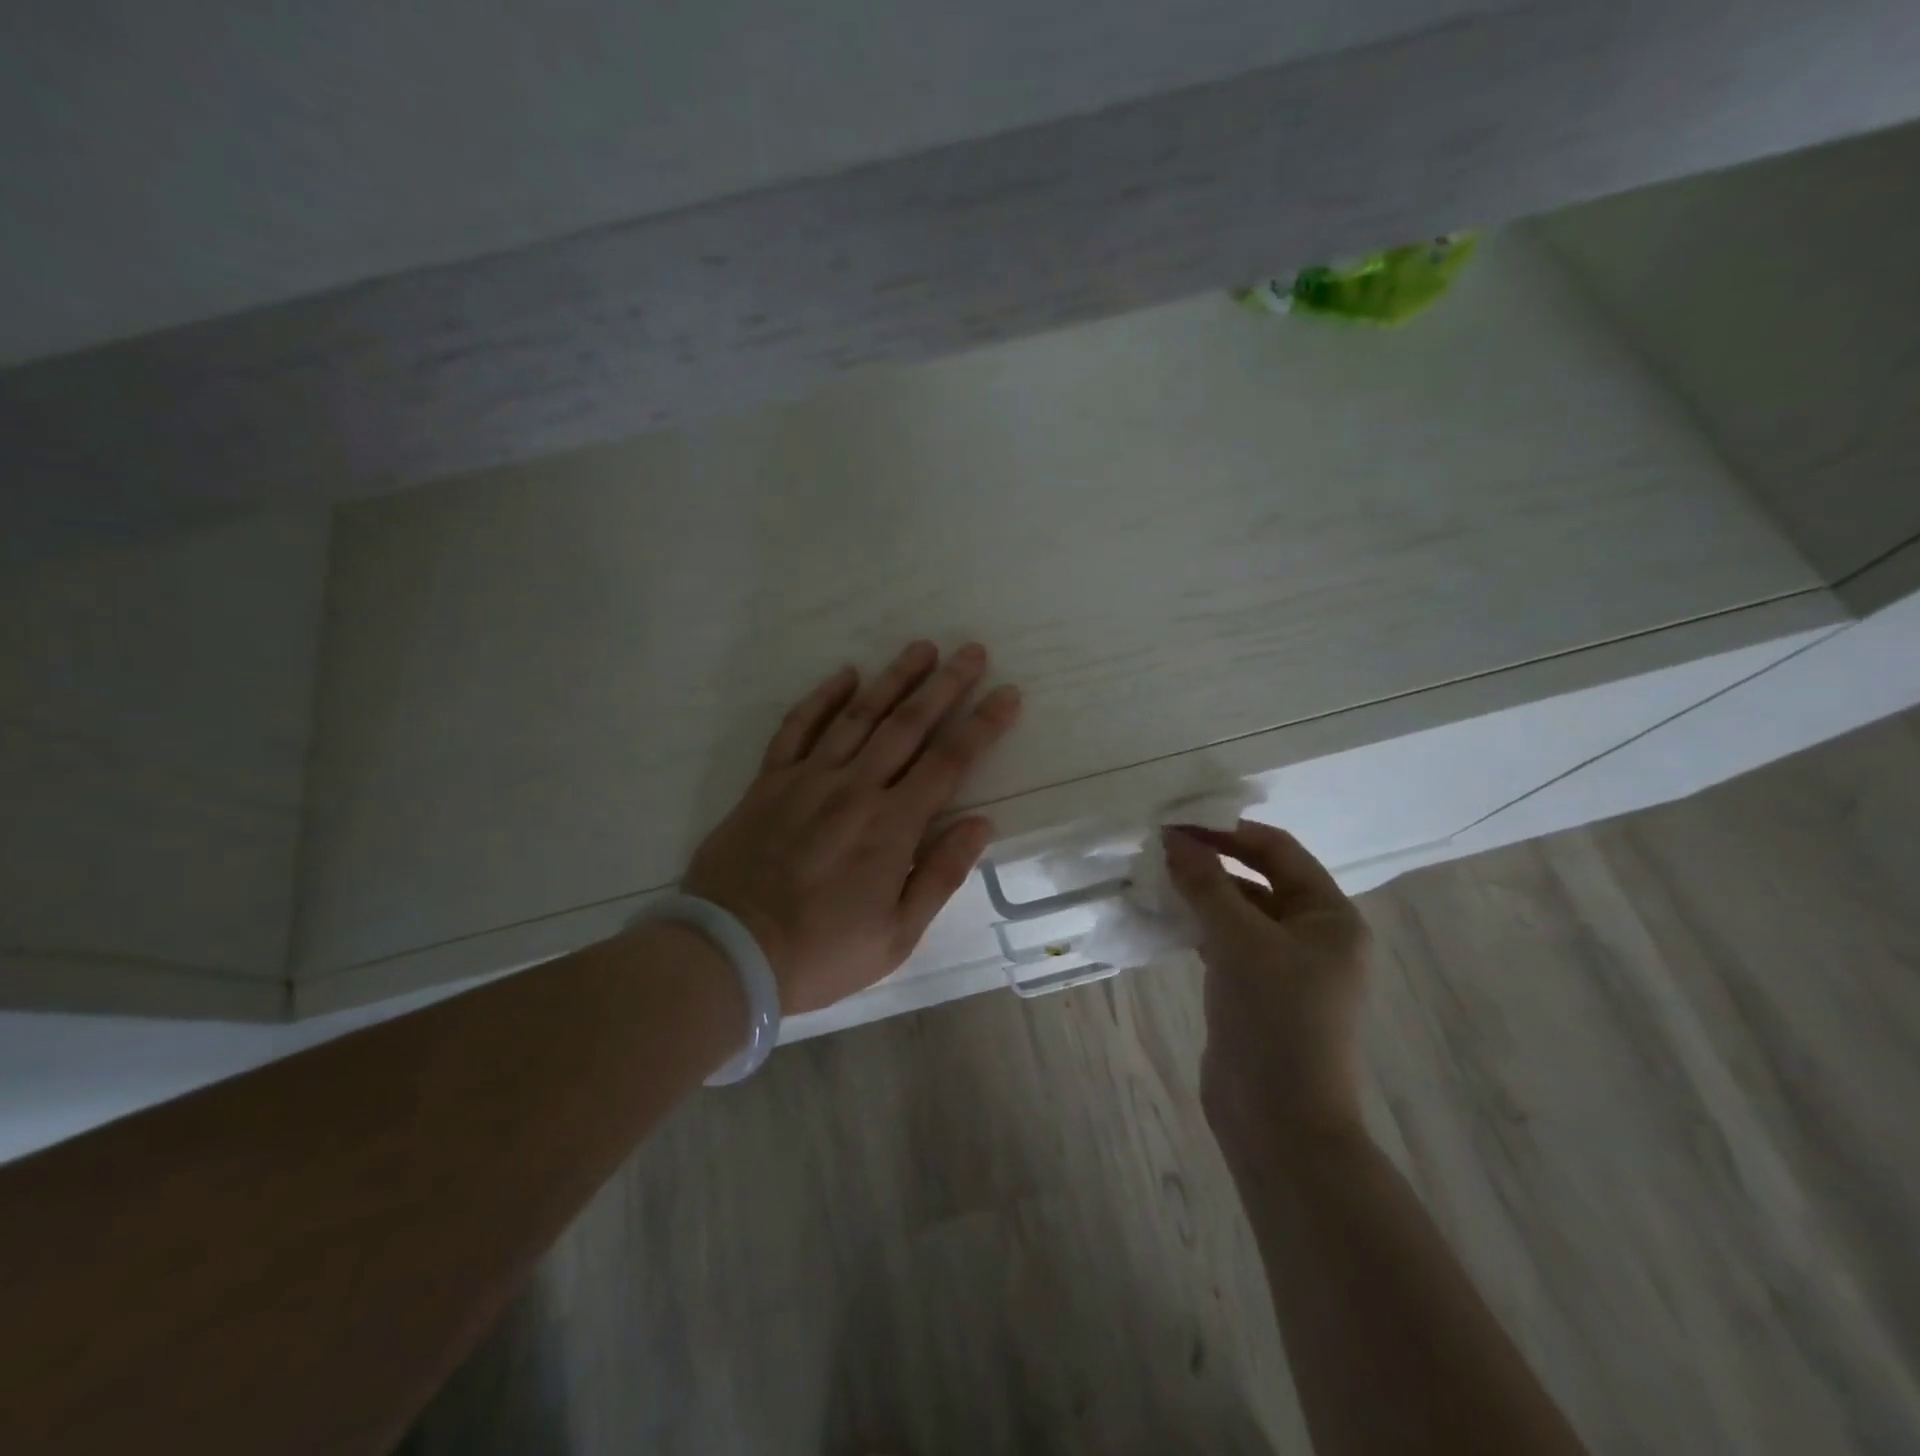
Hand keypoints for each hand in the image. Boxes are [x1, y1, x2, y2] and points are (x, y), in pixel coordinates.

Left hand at [682, 641, 1021, 1014]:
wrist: (728, 953)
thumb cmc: (821, 953)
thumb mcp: (897, 935)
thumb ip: (941, 874)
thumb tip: (980, 823)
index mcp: (891, 826)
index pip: (950, 761)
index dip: (983, 725)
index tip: (1008, 693)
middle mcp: (854, 788)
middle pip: (908, 724)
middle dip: (945, 685)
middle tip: (972, 651)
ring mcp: (807, 779)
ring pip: (858, 716)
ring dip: (893, 678)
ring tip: (921, 648)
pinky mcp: (768, 782)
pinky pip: (797, 728)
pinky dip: (821, 699)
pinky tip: (844, 676)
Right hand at [1163, 822, 1370, 1152]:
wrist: (1279, 1121)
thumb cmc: (1274, 1018)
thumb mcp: (1238, 941)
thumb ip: (1206, 885)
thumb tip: (1173, 840)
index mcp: (1330, 917)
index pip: (1278, 851)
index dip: (1228, 832)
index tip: (1178, 823)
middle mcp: (1314, 936)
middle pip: (1259, 879)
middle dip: (1211, 862)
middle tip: (1159, 848)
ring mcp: (1285, 967)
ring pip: (1239, 912)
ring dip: (1201, 894)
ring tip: (1155, 878)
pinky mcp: (1256, 992)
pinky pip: (1227, 943)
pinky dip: (1198, 926)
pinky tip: (1165, 918)